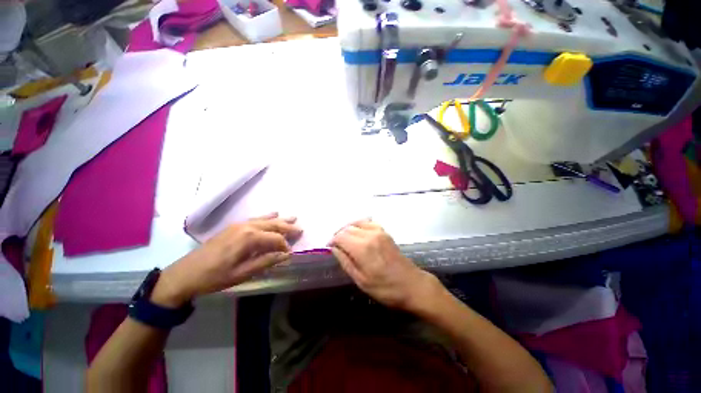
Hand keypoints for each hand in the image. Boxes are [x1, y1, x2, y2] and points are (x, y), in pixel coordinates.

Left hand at [152, 213, 302, 306]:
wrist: (184, 274)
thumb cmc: (214, 277)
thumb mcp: (242, 273)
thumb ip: (266, 261)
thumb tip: (286, 255)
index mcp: (249, 238)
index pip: (275, 238)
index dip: (285, 245)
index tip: (291, 253)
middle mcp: (247, 227)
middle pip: (273, 225)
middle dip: (288, 227)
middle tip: (300, 228)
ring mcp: (239, 225)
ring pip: (265, 219)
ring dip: (279, 219)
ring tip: (292, 217)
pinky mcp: (233, 226)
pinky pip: (255, 219)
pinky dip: (266, 217)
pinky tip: (272, 215)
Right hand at [329, 219, 439, 311]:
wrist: (412, 285)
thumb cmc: (385, 288)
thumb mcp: (361, 280)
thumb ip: (345, 261)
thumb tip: (333, 248)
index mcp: (362, 248)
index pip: (340, 236)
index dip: (332, 241)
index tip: (328, 247)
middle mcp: (370, 235)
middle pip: (347, 228)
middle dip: (338, 235)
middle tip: (335, 245)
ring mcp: (379, 231)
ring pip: (357, 223)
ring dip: (347, 229)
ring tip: (344, 239)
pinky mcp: (385, 232)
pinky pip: (368, 222)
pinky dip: (359, 225)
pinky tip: (357, 233)